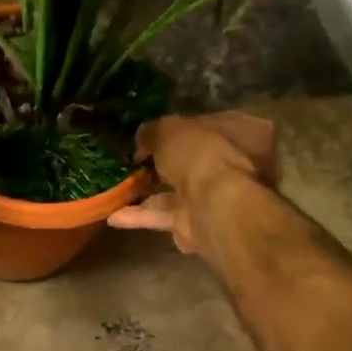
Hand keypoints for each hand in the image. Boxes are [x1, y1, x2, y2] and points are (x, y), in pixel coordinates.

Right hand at [106, 111, 276, 253]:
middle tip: (132, 163)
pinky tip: (113, 216)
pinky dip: (142, 217)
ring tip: (116, 190)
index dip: (176, 130)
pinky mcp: (200, 225)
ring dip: (147, 193)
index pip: (204, 125)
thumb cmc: (201, 155)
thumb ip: (153, 132)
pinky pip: (167, 216)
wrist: (218, 207)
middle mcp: (233, 163)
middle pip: (191, 161)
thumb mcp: (169, 130)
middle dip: (161, 164)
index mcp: (237, 130)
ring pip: (177, 191)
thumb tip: (142, 138)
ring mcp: (217, 197)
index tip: (148, 137)